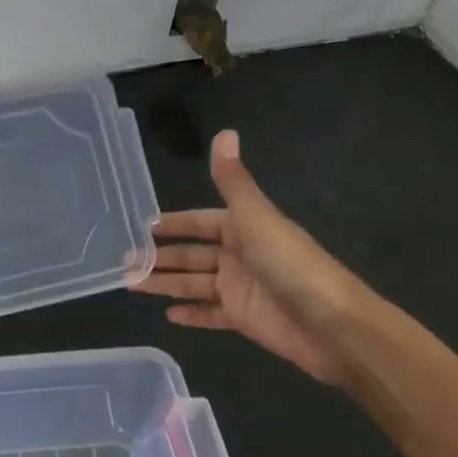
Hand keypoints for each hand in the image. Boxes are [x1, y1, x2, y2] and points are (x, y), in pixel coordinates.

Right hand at [132, 130, 366, 384]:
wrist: (333, 325)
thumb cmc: (290, 264)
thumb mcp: (256, 217)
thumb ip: (233, 180)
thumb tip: (225, 132)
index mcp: (243, 228)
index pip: (200, 222)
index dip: (173, 224)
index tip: (142, 226)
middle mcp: (240, 256)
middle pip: (191, 255)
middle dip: (160, 256)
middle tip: (124, 260)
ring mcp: (241, 289)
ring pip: (194, 284)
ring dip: (165, 284)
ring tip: (131, 284)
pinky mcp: (244, 319)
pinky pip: (210, 314)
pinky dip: (191, 314)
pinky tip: (167, 315)